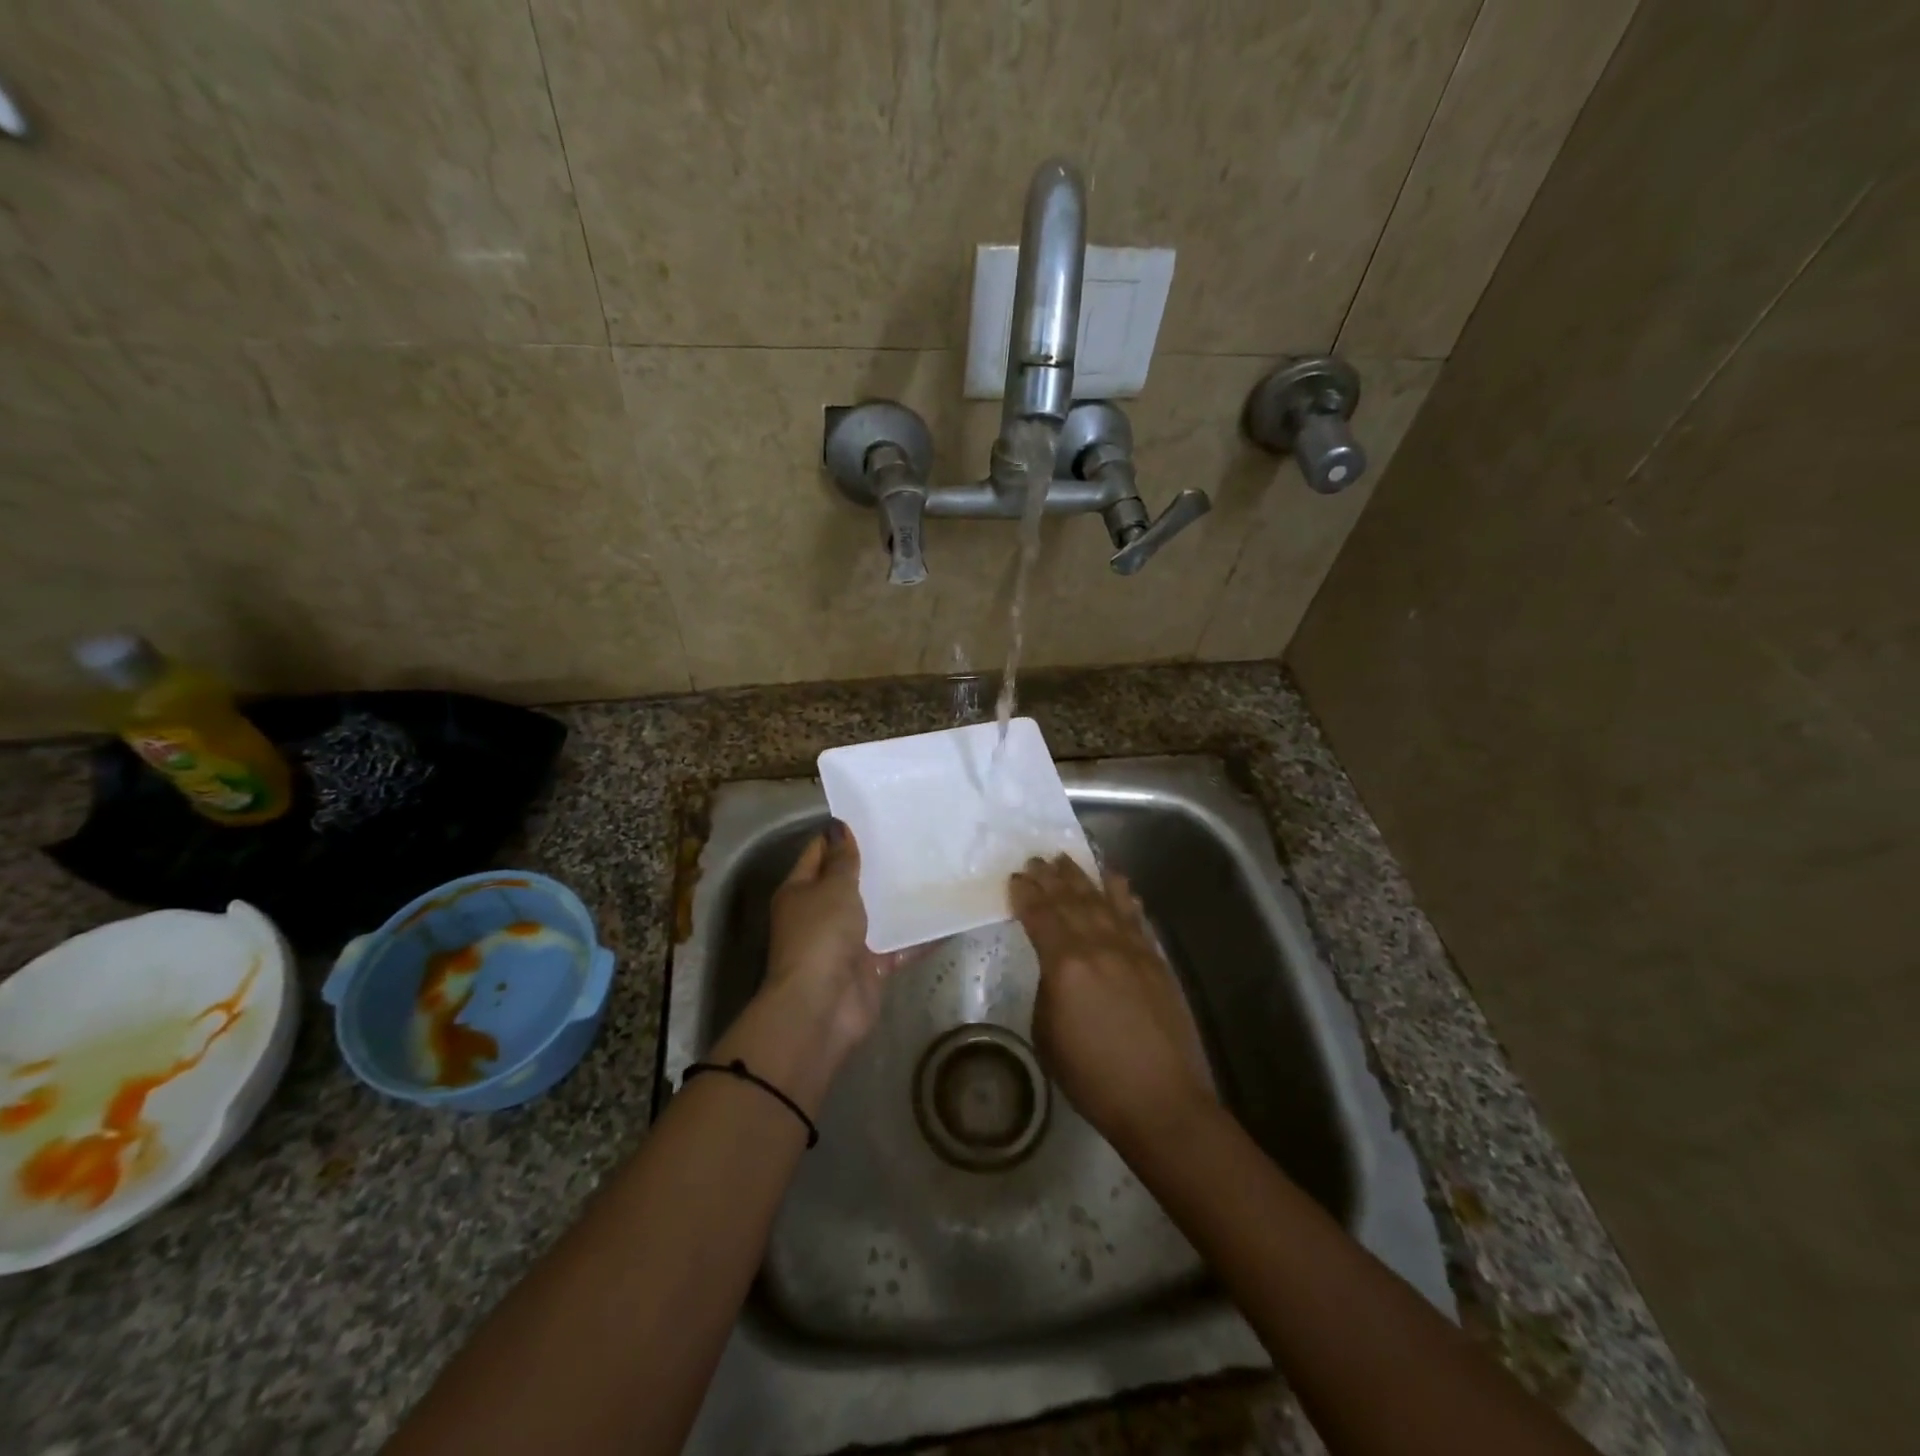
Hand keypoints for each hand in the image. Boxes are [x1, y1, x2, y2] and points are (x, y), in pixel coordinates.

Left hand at [715, 823, 907, 1113]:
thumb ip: (842, 860)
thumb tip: (839, 826)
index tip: (876, 816)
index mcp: (800, 891)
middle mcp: (820, 914)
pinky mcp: (870, 966)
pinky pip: (898, 945)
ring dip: (897, 898)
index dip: (842, 835)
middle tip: (911, 838)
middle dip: (876, 864)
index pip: (819, 852)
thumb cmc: (821, 936)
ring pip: (875, 913)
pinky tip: (947, 917)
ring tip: (933, 869)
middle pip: (848, 883)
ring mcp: (845, 942)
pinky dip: (918, 936)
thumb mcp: (832, 889)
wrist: (823, 1007)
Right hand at [1010, 854, 1214, 1155]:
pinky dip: (1123, 896)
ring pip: (1103, 901)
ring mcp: (1132, 949)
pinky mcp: (1156, 960)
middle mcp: (1099, 946)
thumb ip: (1049, 990)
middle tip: (1038, 858)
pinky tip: (1117, 881)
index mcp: (1065, 964)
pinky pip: (1135, 918)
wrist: (1161, 1100)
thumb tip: (1058, 971)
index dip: (1025, 895)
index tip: (1016, 877)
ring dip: (1084, 877)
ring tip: (1069, 858)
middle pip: (1071, 901)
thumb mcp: (1048, 1035)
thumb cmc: (1093, 1077)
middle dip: (1051, 877)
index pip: (1040, 917)